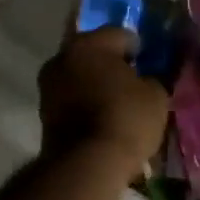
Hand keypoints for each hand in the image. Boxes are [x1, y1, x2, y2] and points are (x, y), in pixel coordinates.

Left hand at [38, 28, 169, 176]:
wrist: (86, 165)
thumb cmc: (126, 119)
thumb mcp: (156, 96)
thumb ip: (152, 78)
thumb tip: (145, 78)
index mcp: (90, 43)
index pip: (120, 34)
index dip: (139, 49)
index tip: (150, 65)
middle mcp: (62, 57)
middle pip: (94, 54)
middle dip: (112, 65)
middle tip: (134, 83)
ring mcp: (48, 85)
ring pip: (80, 76)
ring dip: (96, 85)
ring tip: (118, 104)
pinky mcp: (44, 113)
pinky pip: (72, 99)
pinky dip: (85, 104)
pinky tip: (103, 119)